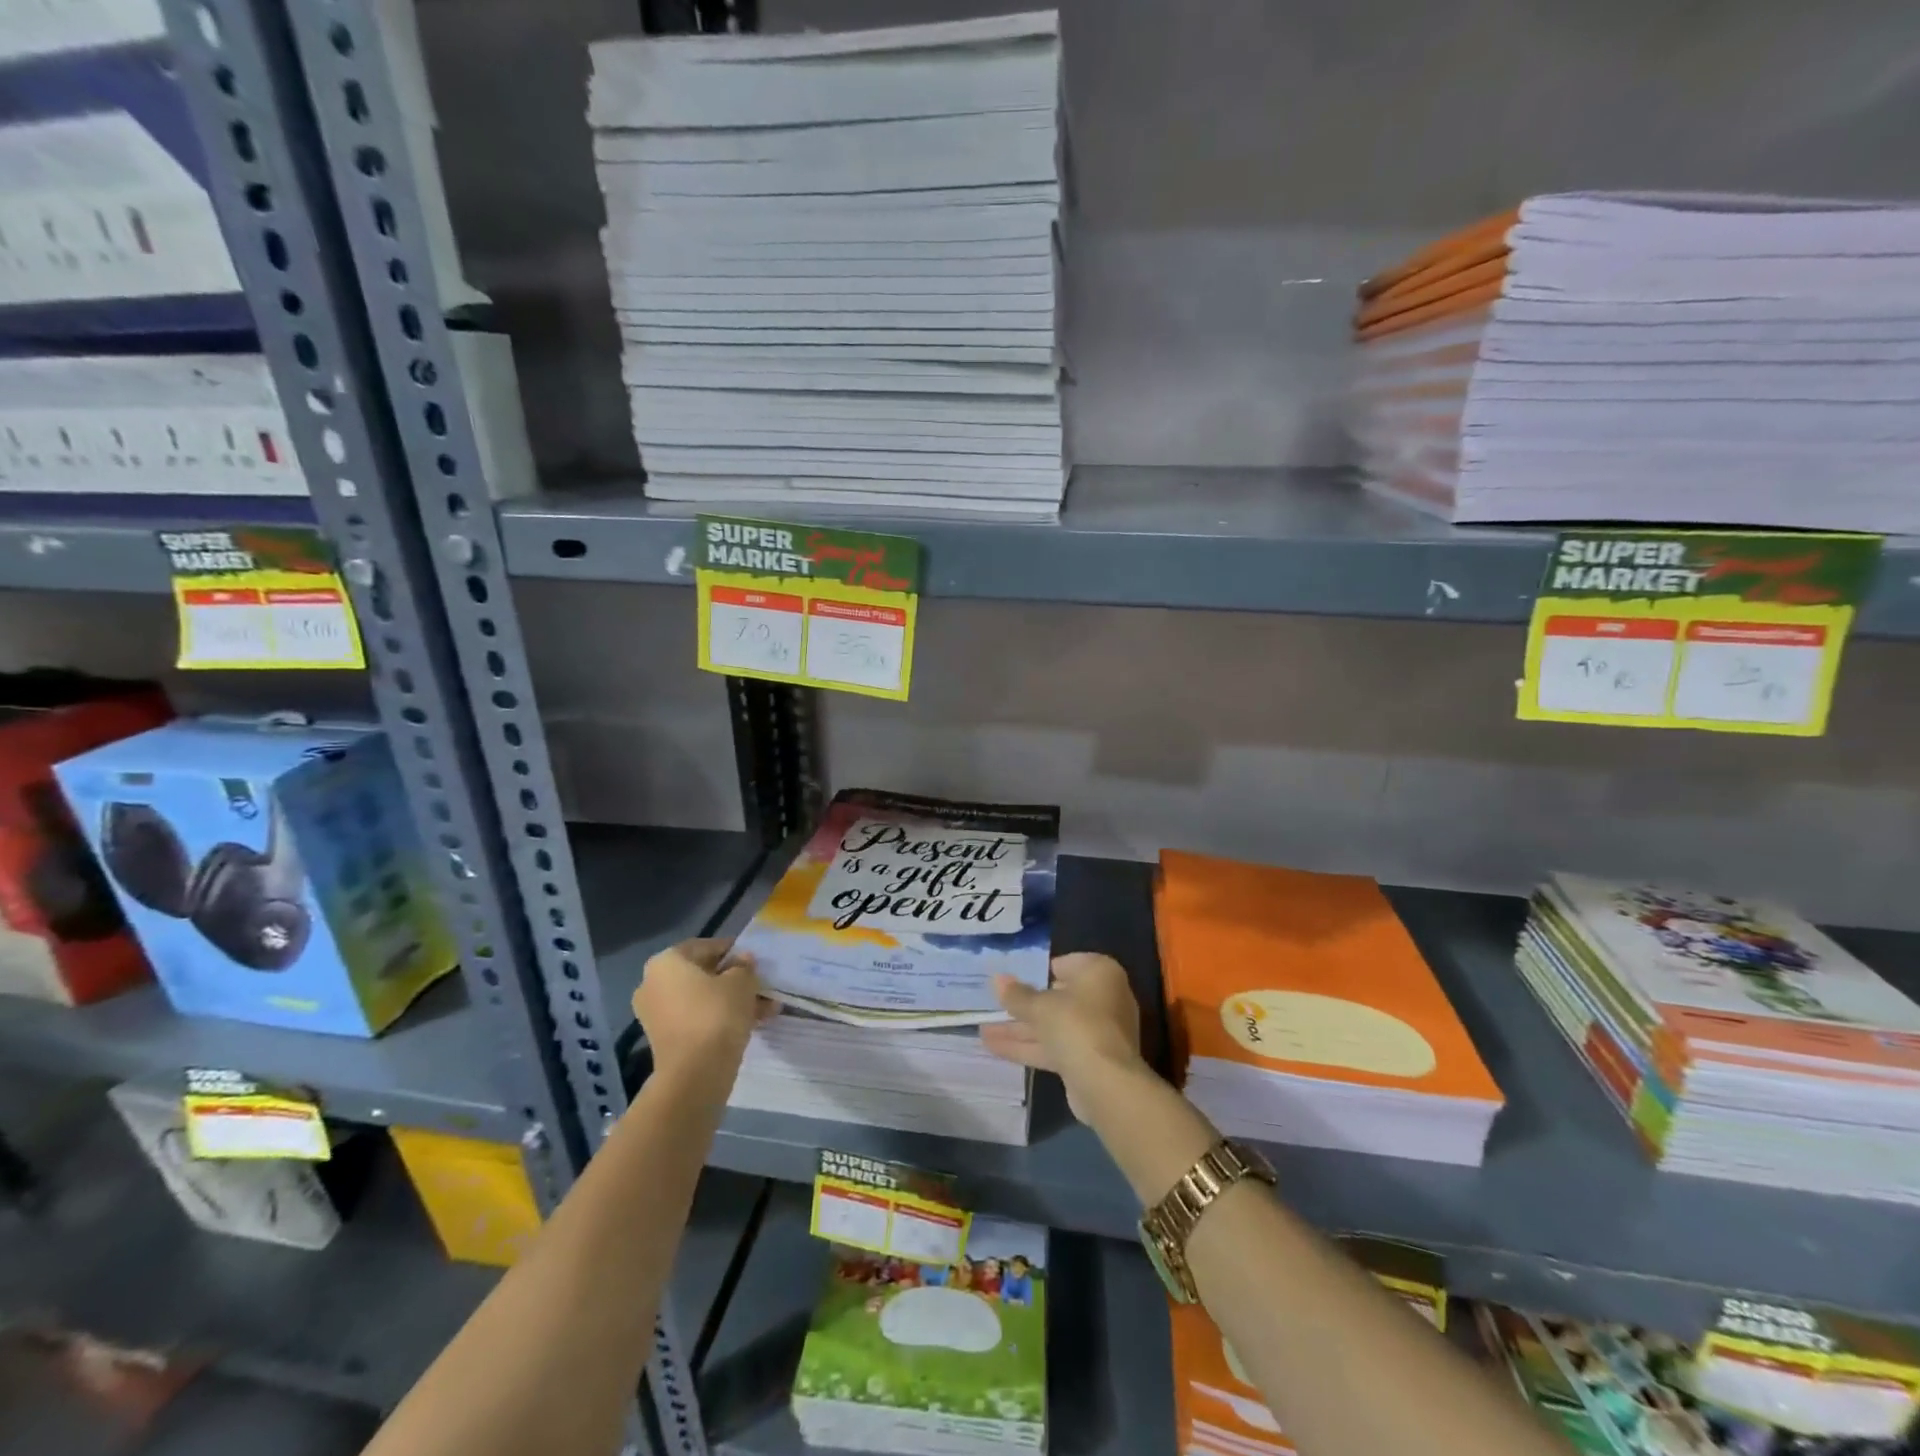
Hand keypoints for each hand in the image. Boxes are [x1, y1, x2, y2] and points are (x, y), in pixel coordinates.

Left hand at [631, 938, 772, 1080]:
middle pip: (702, 974)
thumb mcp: (742, 981)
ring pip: (702, 999)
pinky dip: (721, 1018)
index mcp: (666, 962)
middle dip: (733, 979)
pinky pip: (697, 1019)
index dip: (733, 951)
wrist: (695, 1073)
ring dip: (732, 1000)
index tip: (754, 960)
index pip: (705, 946)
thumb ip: (744, 966)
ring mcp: (656, 1014)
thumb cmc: (716, 1013)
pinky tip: (752, 1023)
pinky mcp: (665, 1039)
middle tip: (759, 984)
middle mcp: (653, 984)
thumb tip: (743, 961)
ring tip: (764, 1008)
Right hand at [979, 953, 1144, 1119]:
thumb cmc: (1076, 1025)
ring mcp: (1096, 1031)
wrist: (1106, 1083)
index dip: (1037, 971)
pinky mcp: (1087, 1059)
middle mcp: (1103, 998)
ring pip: (1053, 1025)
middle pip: (1057, 998)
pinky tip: (994, 1048)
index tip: (1013, 978)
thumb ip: (1016, 995)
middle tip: (994, 1004)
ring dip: (1019, 1029)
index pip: (1065, 964)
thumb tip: (997, 980)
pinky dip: (1028, 1046)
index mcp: (1099, 973)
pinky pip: (1054, 1046)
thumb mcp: (1040, 1006)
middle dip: (1024, 1005)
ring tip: (982, 1030)